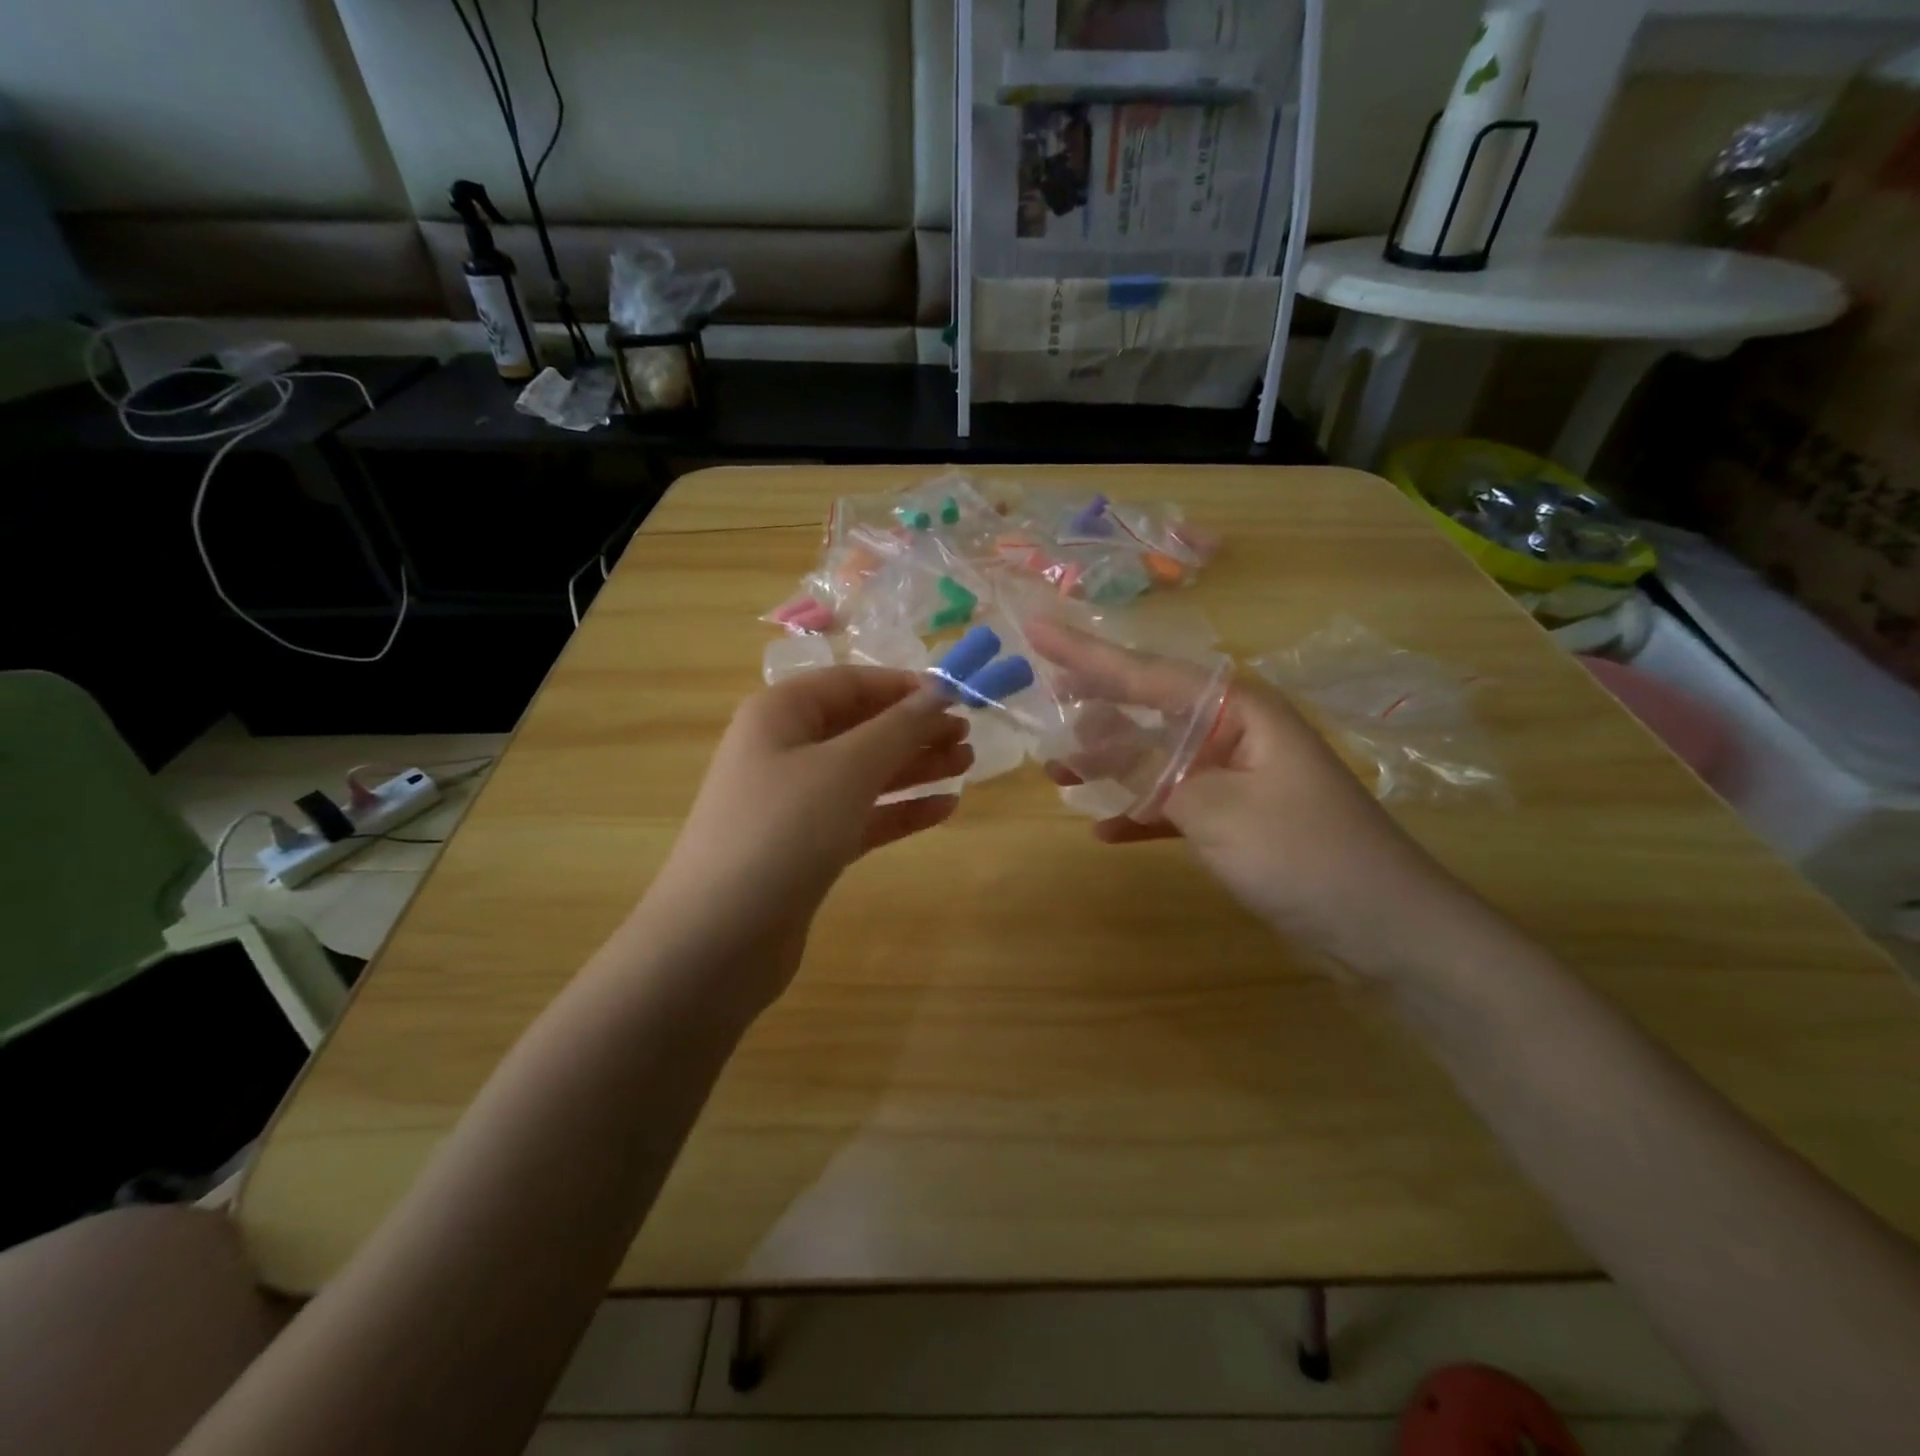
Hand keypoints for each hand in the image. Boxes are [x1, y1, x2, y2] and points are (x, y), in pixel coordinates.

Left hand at [635, 667, 969, 1012]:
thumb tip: (940, 693)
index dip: (904, 687)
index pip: (851, 683)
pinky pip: (861, 816)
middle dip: (914, 729)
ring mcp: (794, 803)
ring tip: (967, 766)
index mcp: (780, 714)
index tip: (957, 697)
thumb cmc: (783, 832)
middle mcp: (784, 751)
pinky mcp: (807, 848)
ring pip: (864, 773)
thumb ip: (898, 728)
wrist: (718, 939)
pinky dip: (900, 810)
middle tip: (968, 737)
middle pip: (860, 727)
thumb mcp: (846, 769)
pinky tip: (943, 809)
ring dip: (914, 767)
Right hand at [1027, 620, 1476, 976]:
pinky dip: (1141, 814)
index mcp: (1238, 710)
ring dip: (1109, 766)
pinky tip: (1104, 829)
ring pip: (1156, 758)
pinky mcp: (1237, 819)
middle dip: (1095, 707)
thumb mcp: (1215, 807)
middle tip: (1041, 698)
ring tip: (1057, 771)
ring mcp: (1236, 776)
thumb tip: (1094, 733)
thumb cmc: (1304, 855)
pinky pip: (1175, 803)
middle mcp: (1235, 732)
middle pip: (1148, 709)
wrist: (1387, 931)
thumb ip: (1150, 768)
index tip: (1034, 630)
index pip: (1145, 674)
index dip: (1084, 654)